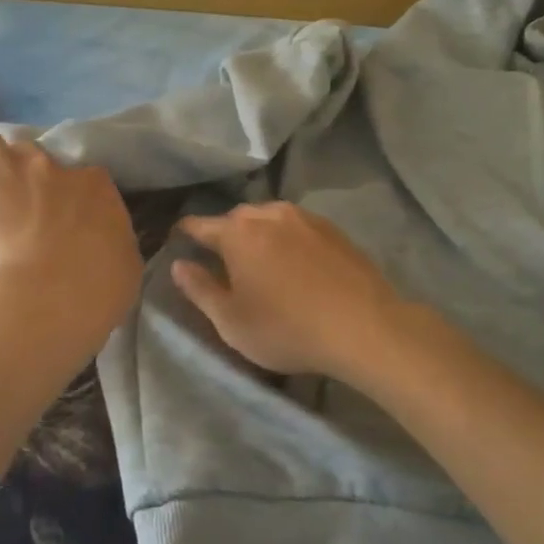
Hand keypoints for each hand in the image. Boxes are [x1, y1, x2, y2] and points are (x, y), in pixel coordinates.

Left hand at [0, 130, 142, 345]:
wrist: (51, 294)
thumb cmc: (98, 287)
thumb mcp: (125, 263)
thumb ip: (113, 243)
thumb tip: (106, 245)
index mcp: (95, 185)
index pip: (83, 175)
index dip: (69, 193)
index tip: (63, 215)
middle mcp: (51, 166)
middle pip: (31, 152)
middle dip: (23, 172)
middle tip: (18, 201)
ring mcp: (9, 169)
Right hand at [172, 202, 412, 382]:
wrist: (364, 327)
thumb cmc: (287, 328)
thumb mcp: (231, 321)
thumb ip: (200, 289)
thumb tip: (179, 264)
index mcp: (237, 233)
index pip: (199, 225)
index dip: (185, 234)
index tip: (178, 241)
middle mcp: (268, 215)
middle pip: (236, 219)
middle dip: (225, 234)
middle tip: (223, 261)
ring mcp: (305, 218)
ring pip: (269, 219)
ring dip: (259, 234)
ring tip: (261, 260)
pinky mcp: (333, 230)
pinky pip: (297, 227)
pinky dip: (288, 239)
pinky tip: (295, 262)